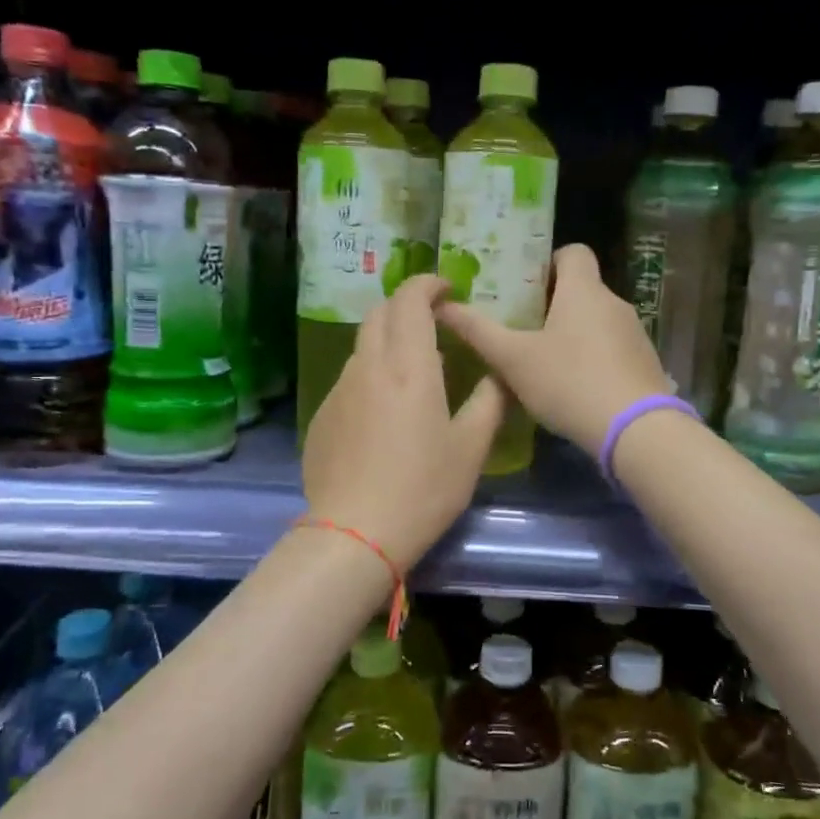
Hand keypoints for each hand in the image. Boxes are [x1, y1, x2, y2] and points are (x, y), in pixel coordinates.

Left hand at [302, 274, 505, 566]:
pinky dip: (371, 373)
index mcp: (409, 367)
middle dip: (405, 305)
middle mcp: (368, 367)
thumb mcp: (470, 448)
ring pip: (363, 346)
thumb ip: (488, 402)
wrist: (354, 534)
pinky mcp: (323, 416)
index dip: (427, 284)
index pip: (409, 300)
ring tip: (412, 367)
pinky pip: (350, 378)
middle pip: (379, 314)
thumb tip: (496, 375)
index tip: (446, 289)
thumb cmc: (422, 489)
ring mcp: (340, 390)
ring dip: (387, 340)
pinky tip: (385, 410)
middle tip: (432, 320)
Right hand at [437, 244, 670, 456]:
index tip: (525, 288)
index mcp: (584, 290)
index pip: (573, 252)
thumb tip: (443, 305)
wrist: (637, 430)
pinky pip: (613, 349)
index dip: (549, 262)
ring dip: (574, 335)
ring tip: (545, 364)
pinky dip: (594, 359)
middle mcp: (614, 303)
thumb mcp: (514, 359)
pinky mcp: (646, 364)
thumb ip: (478, 331)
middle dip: (553, 305)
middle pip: (582, 289)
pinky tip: (575, 389)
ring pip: (597, 321)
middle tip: (522, 330)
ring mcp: (635, 334)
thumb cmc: (570, 382)